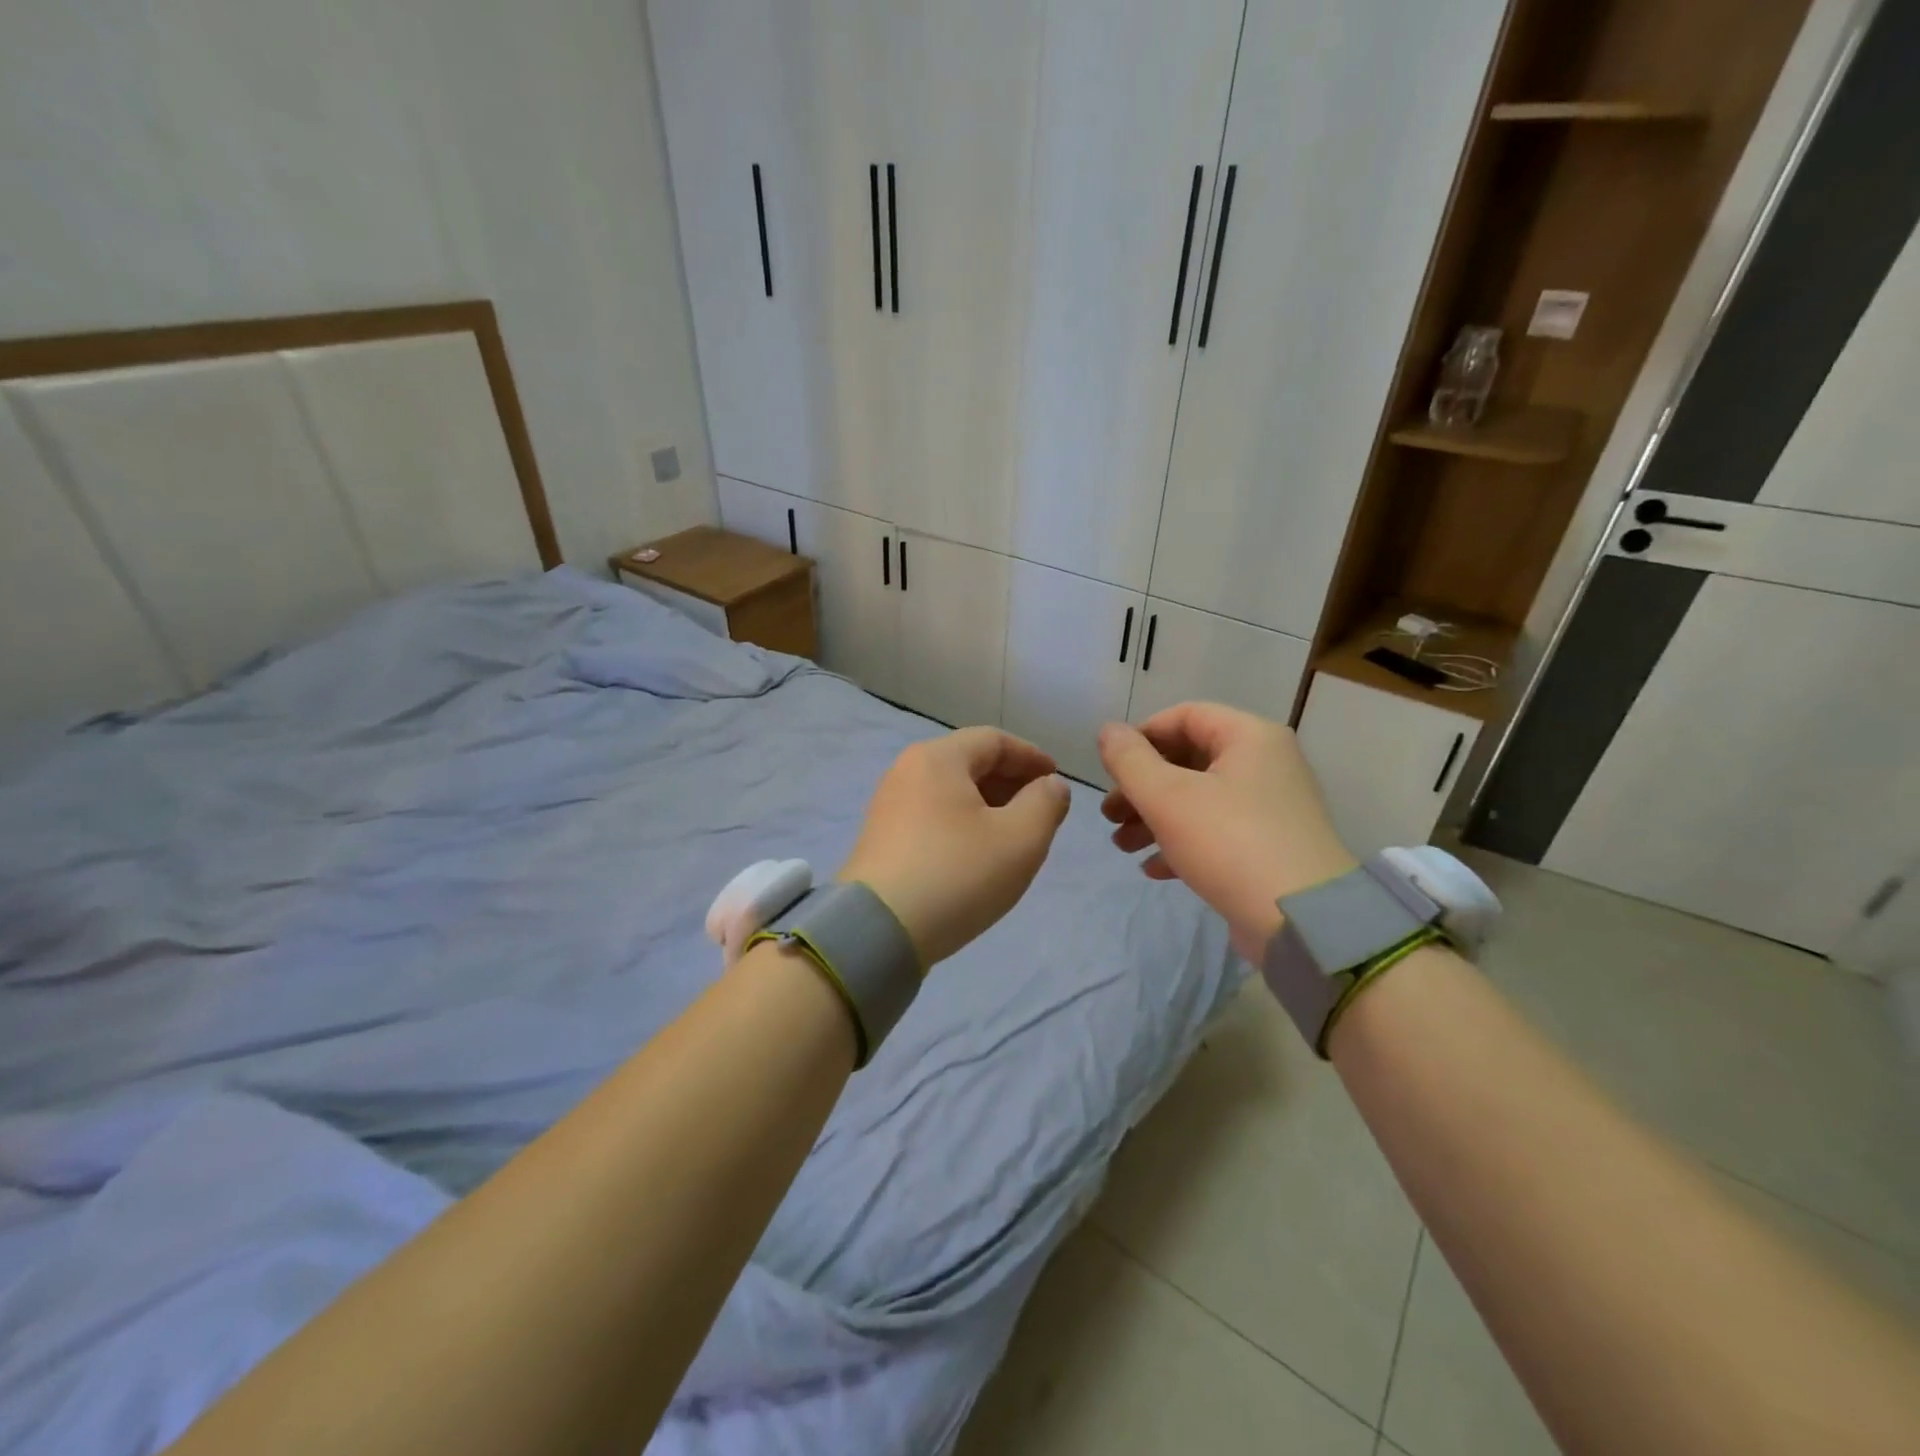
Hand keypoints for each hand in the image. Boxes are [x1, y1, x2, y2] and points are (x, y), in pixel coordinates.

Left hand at [839, 727, 1071, 967]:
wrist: (878, 931)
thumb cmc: (957, 874)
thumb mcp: (1020, 839)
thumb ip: (1045, 803)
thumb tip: (1051, 785)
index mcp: (938, 758)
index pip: (994, 740)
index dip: (1031, 757)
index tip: (1056, 780)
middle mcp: (907, 771)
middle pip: (969, 762)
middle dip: (1010, 781)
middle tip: (1040, 810)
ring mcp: (889, 805)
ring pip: (950, 792)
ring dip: (988, 805)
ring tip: (1014, 835)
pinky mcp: (882, 838)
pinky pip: (932, 816)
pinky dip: (962, 823)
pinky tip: (978, 854)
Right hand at [1098, 704, 1356, 961]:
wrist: (1300, 920)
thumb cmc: (1230, 843)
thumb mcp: (1168, 797)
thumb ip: (1130, 760)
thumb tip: (1108, 730)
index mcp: (1249, 737)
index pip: (1184, 716)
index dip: (1141, 737)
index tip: (1110, 769)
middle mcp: (1264, 764)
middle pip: (1188, 760)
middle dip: (1141, 786)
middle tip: (1109, 815)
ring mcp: (1269, 807)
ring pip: (1198, 799)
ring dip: (1154, 817)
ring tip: (1122, 845)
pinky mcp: (1268, 846)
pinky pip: (1216, 832)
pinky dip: (1181, 843)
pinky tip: (1152, 868)